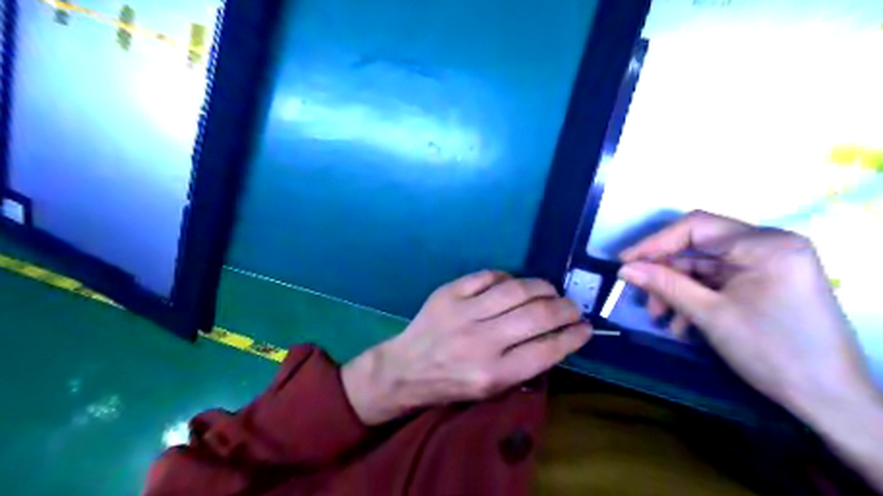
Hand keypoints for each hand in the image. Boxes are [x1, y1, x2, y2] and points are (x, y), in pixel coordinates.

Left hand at [340, 272, 588, 425]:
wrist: (405, 368)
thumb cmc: (451, 384)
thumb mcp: (490, 389)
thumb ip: (523, 365)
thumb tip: (555, 337)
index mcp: (494, 374)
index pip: (547, 350)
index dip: (573, 336)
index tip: (585, 328)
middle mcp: (481, 342)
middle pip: (537, 316)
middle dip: (564, 309)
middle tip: (572, 307)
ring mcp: (463, 313)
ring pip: (516, 290)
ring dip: (542, 288)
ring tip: (550, 292)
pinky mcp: (449, 293)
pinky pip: (488, 276)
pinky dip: (507, 278)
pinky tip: (514, 285)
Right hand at [616, 210, 870, 417]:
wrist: (829, 400)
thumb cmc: (772, 351)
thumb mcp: (710, 315)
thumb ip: (664, 284)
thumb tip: (625, 269)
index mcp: (765, 244)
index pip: (696, 227)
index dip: (655, 243)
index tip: (624, 262)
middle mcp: (769, 245)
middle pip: (698, 247)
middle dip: (666, 273)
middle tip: (640, 294)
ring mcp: (767, 264)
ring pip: (704, 267)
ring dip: (677, 290)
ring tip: (660, 317)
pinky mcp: (764, 283)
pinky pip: (717, 282)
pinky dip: (695, 298)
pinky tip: (681, 324)